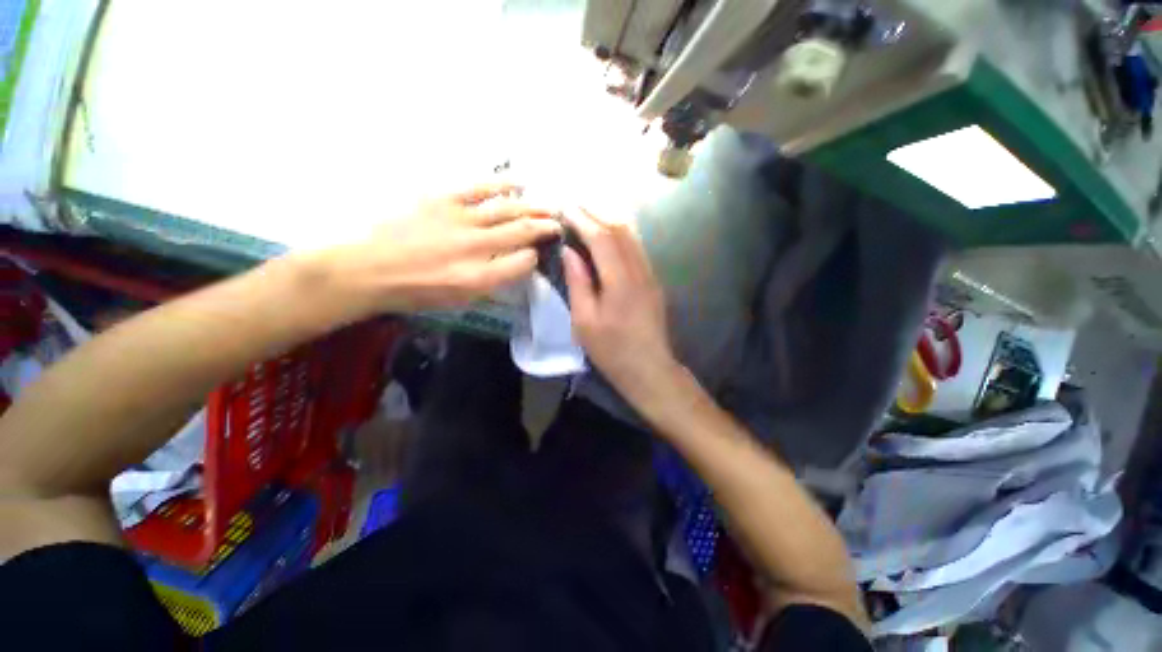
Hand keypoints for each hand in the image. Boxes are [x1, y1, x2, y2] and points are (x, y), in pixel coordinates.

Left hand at [312, 183, 560, 318]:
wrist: (369, 269)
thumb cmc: (416, 291)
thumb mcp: (459, 300)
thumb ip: (492, 283)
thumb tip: (515, 265)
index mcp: (480, 278)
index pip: (523, 262)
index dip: (536, 256)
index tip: (539, 253)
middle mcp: (476, 247)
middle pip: (522, 232)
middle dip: (546, 227)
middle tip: (560, 223)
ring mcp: (460, 220)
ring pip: (508, 209)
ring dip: (533, 206)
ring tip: (550, 204)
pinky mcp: (443, 199)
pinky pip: (480, 188)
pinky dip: (503, 183)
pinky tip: (519, 181)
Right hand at [562, 208, 679, 402]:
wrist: (649, 368)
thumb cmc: (612, 350)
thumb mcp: (585, 320)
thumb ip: (578, 282)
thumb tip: (569, 251)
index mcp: (620, 281)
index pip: (602, 238)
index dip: (583, 220)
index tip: (564, 208)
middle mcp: (639, 270)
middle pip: (620, 230)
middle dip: (596, 213)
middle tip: (574, 205)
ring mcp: (650, 274)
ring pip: (632, 236)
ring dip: (610, 220)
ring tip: (588, 213)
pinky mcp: (653, 281)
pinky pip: (637, 248)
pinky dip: (620, 235)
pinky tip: (608, 235)